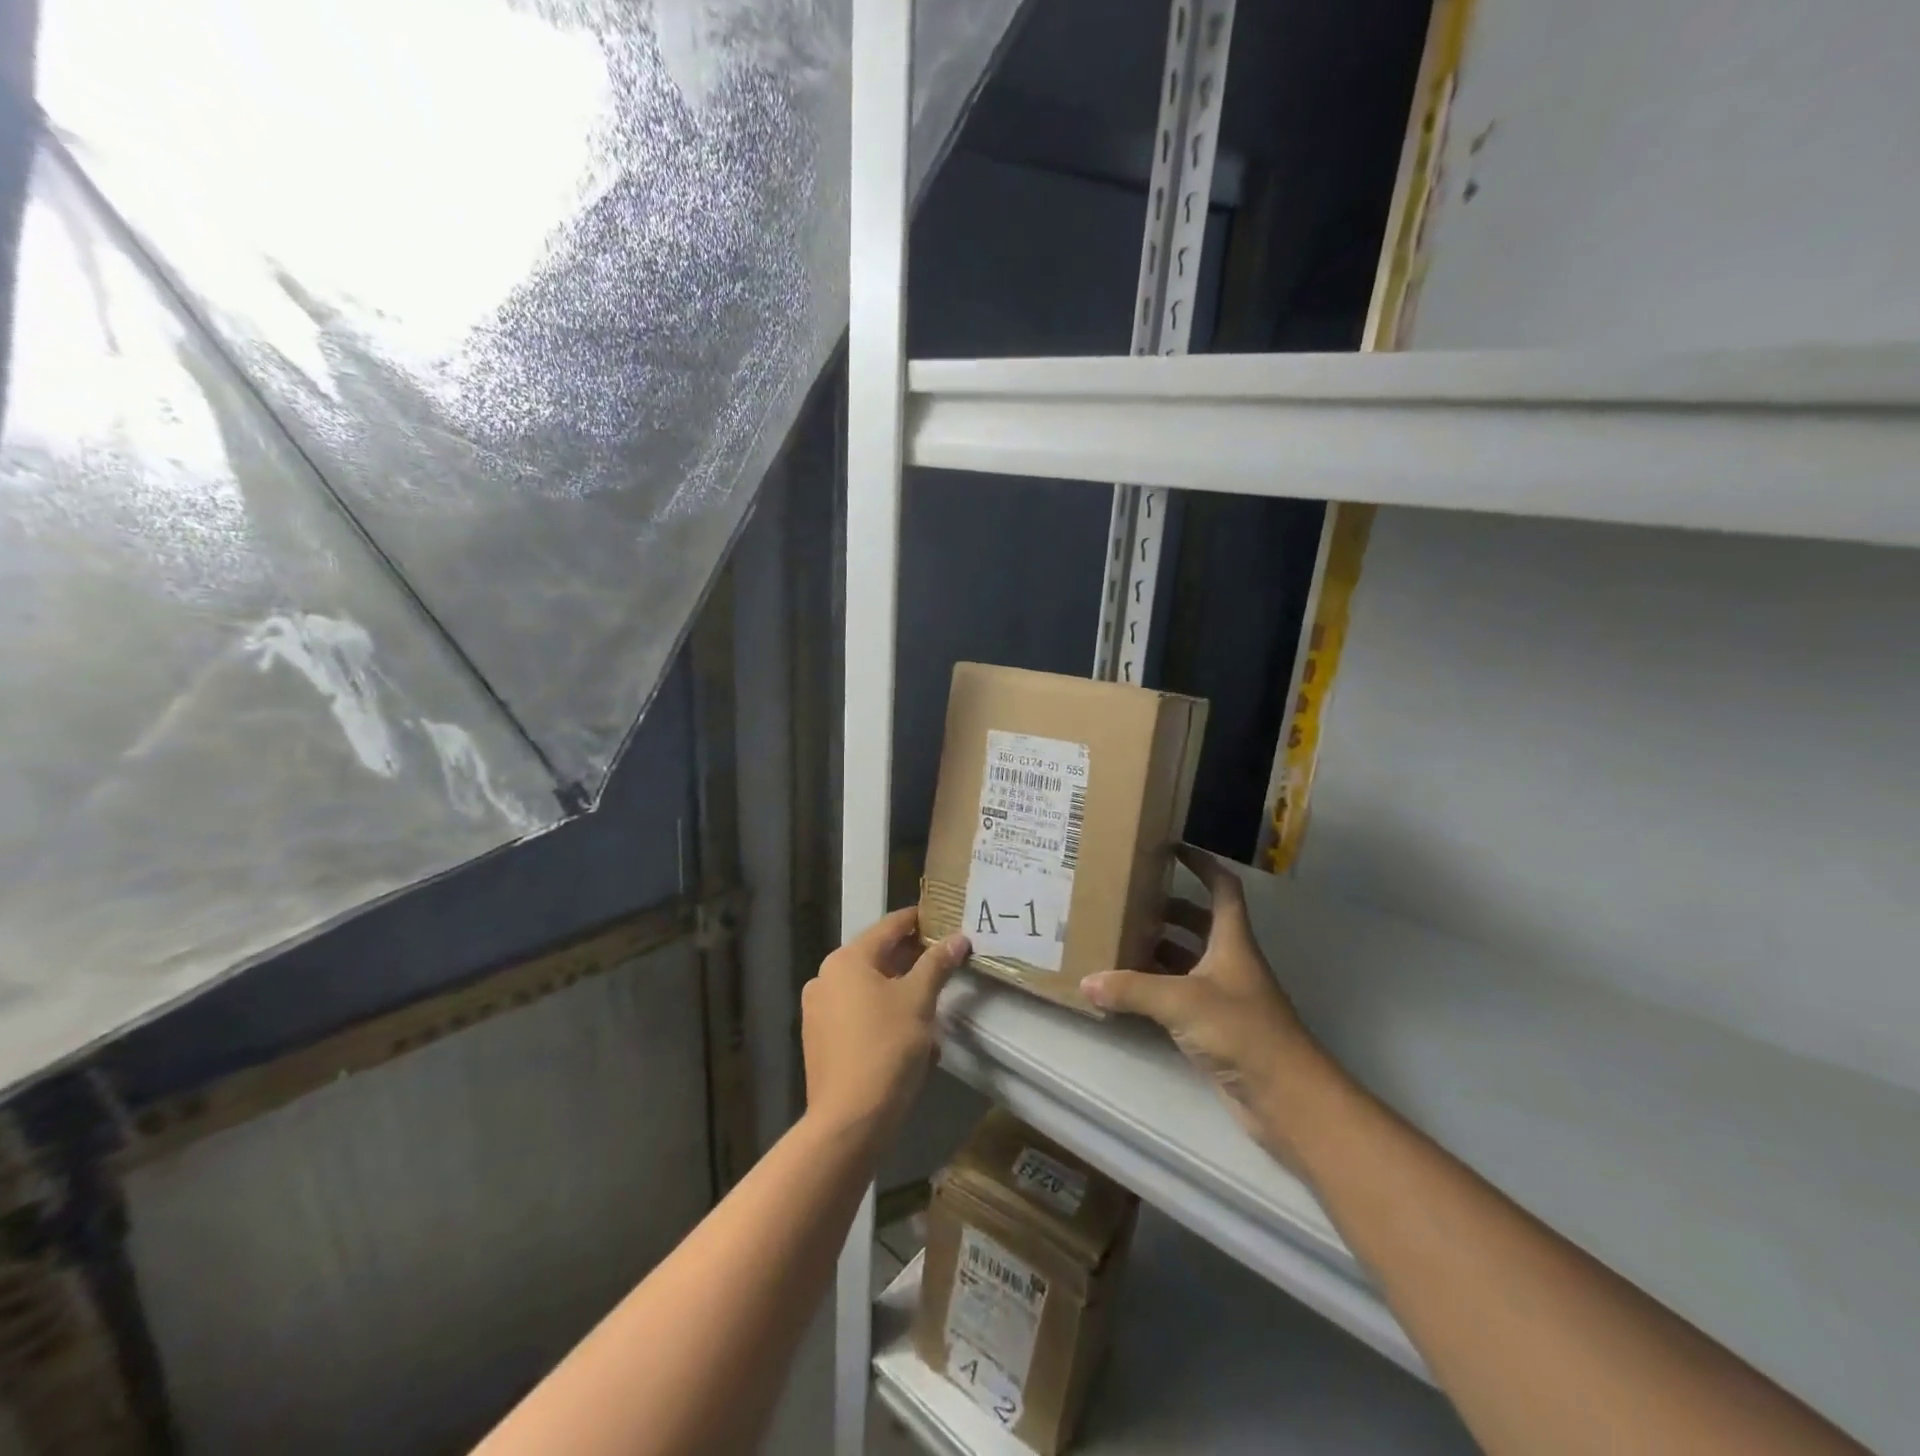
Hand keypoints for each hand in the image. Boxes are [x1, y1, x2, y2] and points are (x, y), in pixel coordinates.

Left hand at [802, 908, 969, 1140]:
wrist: (850, 1121)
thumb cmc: (886, 1048)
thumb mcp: (919, 1000)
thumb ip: (937, 963)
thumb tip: (958, 938)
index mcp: (846, 960)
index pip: (889, 926)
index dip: (919, 921)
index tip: (946, 918)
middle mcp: (826, 978)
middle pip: (878, 957)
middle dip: (914, 961)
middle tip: (948, 961)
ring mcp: (820, 1010)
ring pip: (871, 989)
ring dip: (903, 993)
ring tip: (935, 1006)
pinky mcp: (822, 1040)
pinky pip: (860, 1015)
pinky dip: (886, 1017)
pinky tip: (914, 1038)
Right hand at [1080, 846, 1332, 1164]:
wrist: (1285, 1096)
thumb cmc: (1242, 1031)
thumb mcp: (1181, 1001)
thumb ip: (1132, 989)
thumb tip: (1086, 981)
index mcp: (1231, 941)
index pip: (1221, 888)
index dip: (1201, 864)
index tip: (1171, 848)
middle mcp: (1228, 961)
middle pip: (1198, 922)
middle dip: (1166, 909)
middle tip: (1127, 899)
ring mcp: (1222, 995)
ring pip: (1186, 959)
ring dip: (1157, 948)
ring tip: (1117, 938)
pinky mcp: (1214, 1027)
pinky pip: (1179, 994)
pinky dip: (1155, 987)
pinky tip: (1126, 990)